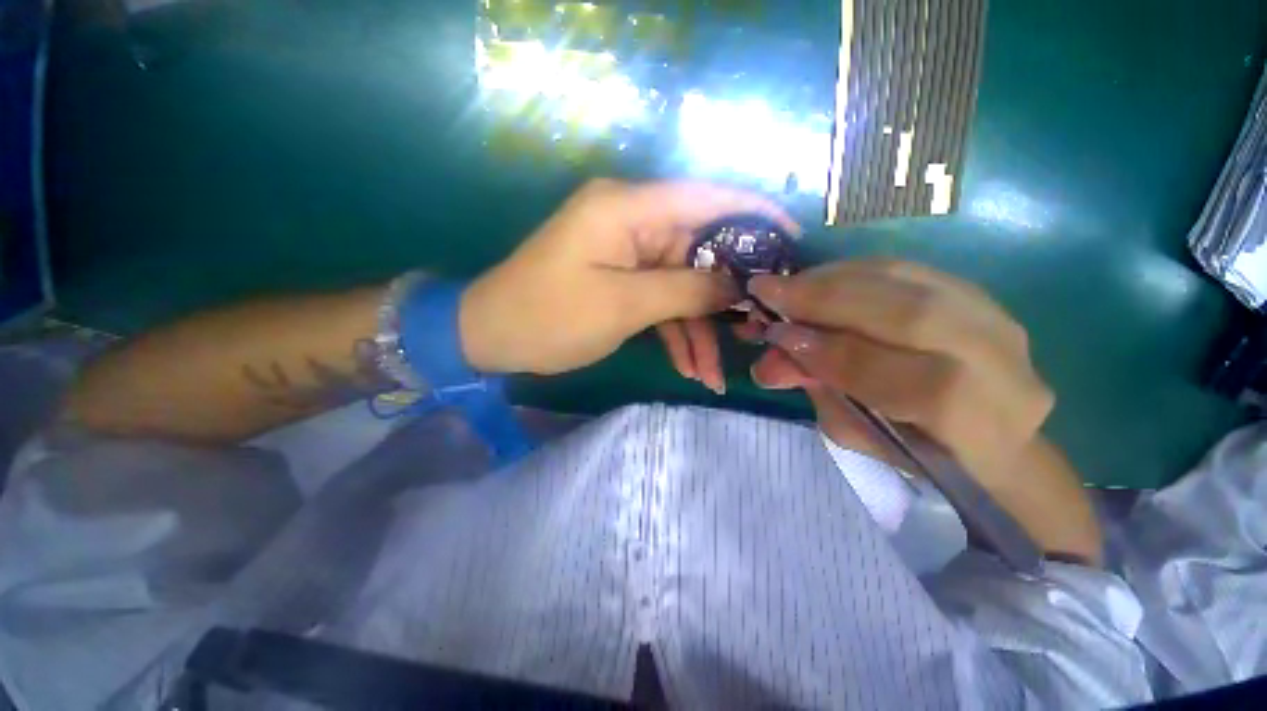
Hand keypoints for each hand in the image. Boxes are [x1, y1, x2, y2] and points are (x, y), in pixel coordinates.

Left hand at [460, 179, 799, 375]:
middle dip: (725, 298)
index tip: (793, 238)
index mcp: (628, 209)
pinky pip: (660, 302)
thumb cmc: (550, 316)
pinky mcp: (621, 279)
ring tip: (713, 375)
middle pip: (699, 252)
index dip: (753, 214)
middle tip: (757, 330)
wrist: (492, 336)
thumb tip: (739, 286)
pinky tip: (688, 367)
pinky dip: (675, 333)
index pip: (706, 197)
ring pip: (681, 287)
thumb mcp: (624, 306)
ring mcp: (627, 253)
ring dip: (698, 330)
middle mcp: (632, 222)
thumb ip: (686, 291)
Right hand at [745, 260, 1053, 484]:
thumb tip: (768, 362)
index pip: (893, 374)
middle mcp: (994, 358)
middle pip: (908, 313)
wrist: (995, 430)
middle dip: (825, 300)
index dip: (827, 351)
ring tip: (788, 285)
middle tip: (769, 291)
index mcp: (970, 418)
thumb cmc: (919, 449)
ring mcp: (992, 315)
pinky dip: (852, 271)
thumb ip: (818, 391)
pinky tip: (819, 278)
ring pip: (907, 280)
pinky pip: (905, 270)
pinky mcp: (974, 290)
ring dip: (833, 279)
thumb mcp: (861, 434)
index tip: (774, 336)